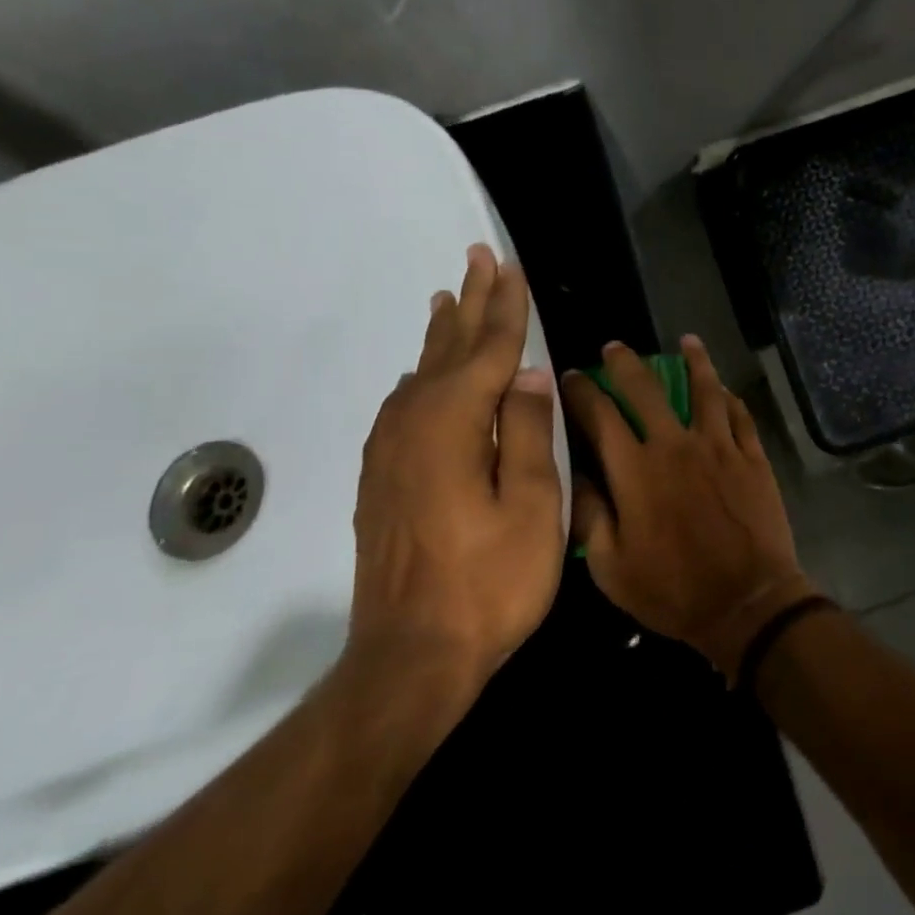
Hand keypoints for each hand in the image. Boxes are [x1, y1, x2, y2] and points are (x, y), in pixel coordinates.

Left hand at [345, 244, 564, 714]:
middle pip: (448, 349)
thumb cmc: (489, 582)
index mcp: (453, 424)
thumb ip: (527, 432)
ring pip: (421, 373)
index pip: (488, 350)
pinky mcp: (382, 479)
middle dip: (469, 302)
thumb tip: (526, 374)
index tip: (509, 265)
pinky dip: (423, 374)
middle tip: (477, 257)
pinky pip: (405, 404)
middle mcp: (413, 425)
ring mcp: (390, 453)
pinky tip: (426, 374)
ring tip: (449, 299)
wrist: (411, 657)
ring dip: (442, 334)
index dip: (505, 307)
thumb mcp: (531, 506)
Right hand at [562, 336, 818, 682]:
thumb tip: (573, 474)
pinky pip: (740, 415)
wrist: (747, 602)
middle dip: (625, 364)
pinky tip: (724, 388)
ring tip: (687, 341)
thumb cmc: (672, 590)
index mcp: (635, 470)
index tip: (570, 376)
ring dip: (694, 361)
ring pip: (705, 390)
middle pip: (646, 389)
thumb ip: (589, 514)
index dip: (581, 392)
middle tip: (614, 347)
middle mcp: (676, 446)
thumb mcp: (611, 567)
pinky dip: (730, 397)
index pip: (599, 416)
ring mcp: (719, 447)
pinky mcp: (752, 457)